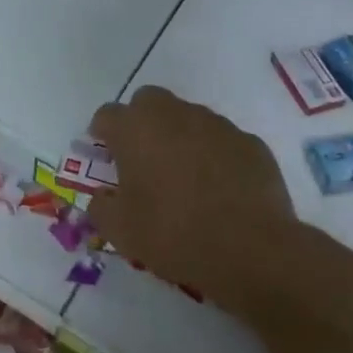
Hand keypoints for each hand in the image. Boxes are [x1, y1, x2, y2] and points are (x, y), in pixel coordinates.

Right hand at [88, 86, 297, 309]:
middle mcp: (174, 115)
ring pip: (188, 117)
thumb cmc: (173, 235)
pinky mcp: (251, 143)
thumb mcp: (120, 231)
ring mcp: (217, 125)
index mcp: (135, 129)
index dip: (102, 134)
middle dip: (140, 122)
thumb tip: (102, 197)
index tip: (105, 156)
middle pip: (148, 101)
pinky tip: (219, 188)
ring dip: (179, 136)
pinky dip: (214, 155)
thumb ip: (101, 207)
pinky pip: (222, 140)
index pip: (107, 115)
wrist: (252, 251)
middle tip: (142, 158)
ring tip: (184, 177)